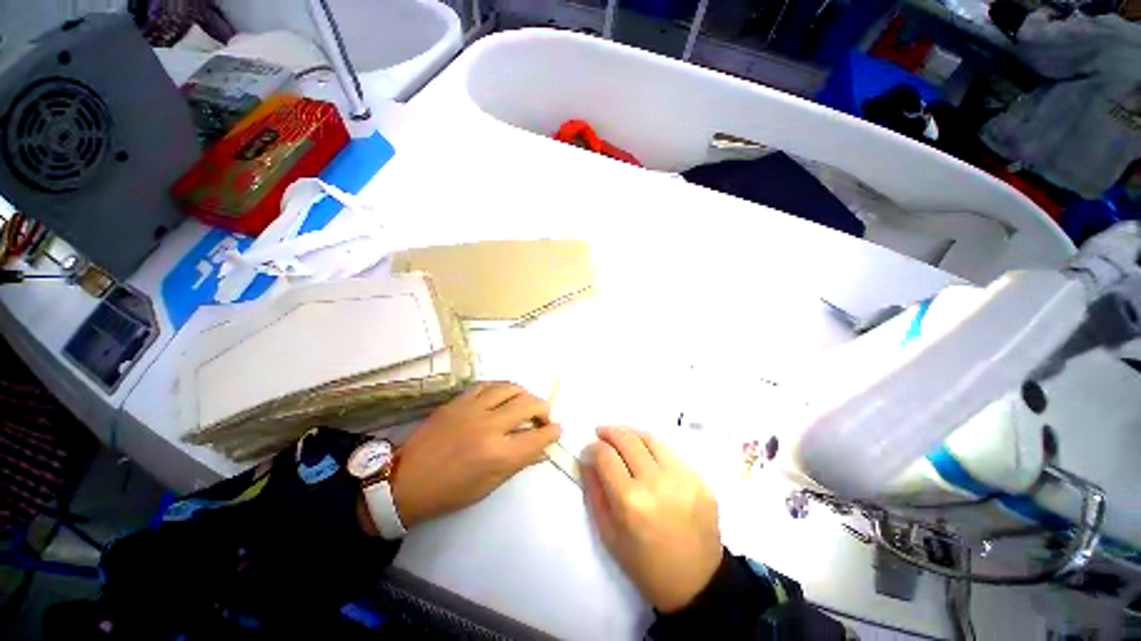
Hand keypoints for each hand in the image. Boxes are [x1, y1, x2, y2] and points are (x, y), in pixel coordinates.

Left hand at [388, 382, 560, 528]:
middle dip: (544, 409)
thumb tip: (542, 450)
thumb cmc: (450, 491)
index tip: (556, 429)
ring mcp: (474, 409)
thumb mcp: (489, 485)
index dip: (552, 432)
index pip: (538, 437)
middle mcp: (491, 426)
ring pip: (511, 388)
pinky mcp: (460, 400)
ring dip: (525, 394)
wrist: (406, 480)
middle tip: (542, 418)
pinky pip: (488, 384)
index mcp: (499, 455)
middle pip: (529, 404)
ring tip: (524, 404)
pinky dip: (502, 388)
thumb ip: (519, 463)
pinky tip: (503, 396)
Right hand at [583, 426, 721, 612]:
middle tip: (601, 433)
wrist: (697, 583)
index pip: (605, 456)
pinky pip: (669, 452)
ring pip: (649, 438)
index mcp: (630, 502)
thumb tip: (586, 459)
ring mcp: (682, 478)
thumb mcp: (608, 534)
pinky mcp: (700, 478)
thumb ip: (594, 492)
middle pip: (627, 439)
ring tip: (621, 438)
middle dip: (609, 432)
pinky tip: (646, 455)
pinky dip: (652, 448)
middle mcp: (656, 482)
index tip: (588, 451)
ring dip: (630, 434)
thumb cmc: (645, 565)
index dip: (592, 448)